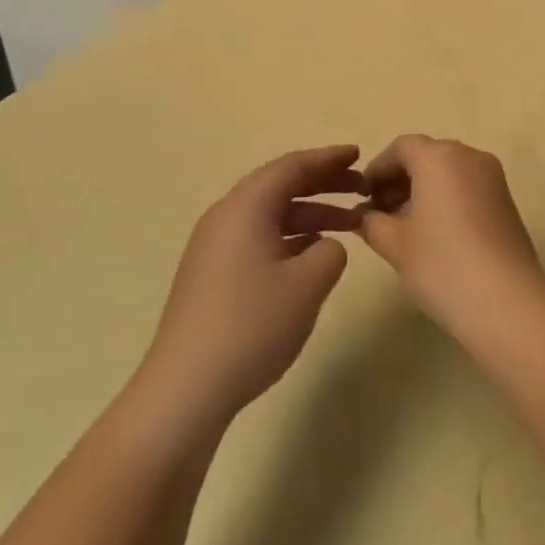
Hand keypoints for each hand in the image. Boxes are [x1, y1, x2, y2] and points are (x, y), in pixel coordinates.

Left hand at [141, 146, 366, 422]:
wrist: (184, 390)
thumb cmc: (251, 325)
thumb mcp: (308, 284)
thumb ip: (331, 251)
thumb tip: (325, 246)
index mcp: (246, 207)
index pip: (293, 166)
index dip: (329, 158)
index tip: (359, 154)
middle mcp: (226, 216)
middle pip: (280, 185)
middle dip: (323, 183)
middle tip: (360, 187)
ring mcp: (214, 246)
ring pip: (270, 214)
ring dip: (310, 213)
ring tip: (349, 224)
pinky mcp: (212, 274)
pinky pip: (258, 237)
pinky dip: (290, 236)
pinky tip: (313, 254)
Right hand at [357, 135, 543, 329]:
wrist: (507, 301)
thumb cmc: (442, 265)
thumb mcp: (395, 245)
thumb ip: (372, 223)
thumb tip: (364, 217)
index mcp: (439, 157)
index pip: (401, 148)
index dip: (378, 169)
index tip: (362, 197)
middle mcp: (469, 156)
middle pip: (426, 155)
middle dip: (399, 178)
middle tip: (379, 213)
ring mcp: (492, 177)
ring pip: (448, 170)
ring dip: (422, 188)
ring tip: (403, 226)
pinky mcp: (506, 199)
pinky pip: (467, 185)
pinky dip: (446, 197)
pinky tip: (433, 232)